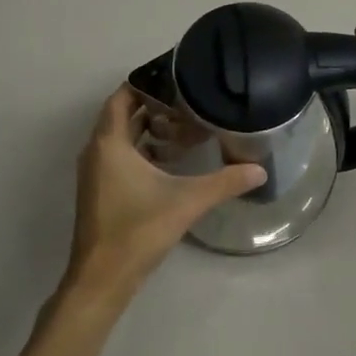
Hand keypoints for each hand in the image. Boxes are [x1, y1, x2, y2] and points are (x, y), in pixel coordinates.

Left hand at [65, 85, 264, 304]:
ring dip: (148, 129)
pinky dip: (142, 150)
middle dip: (153, 105)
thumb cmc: (138, 230)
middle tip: (188, 100)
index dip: (146, 83)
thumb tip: (260, 169)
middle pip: (123, 115)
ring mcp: (95, 172)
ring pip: (121, 137)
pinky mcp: (100, 190)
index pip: (122, 96)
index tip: (176, 77)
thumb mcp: (186, 201)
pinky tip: (170, 160)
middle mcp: (96, 151)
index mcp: (109, 143)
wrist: (102, 278)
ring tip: (184, 125)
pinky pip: (119, 156)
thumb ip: (224, 182)